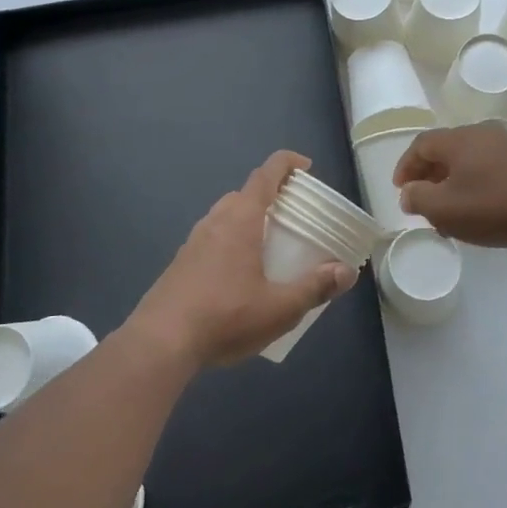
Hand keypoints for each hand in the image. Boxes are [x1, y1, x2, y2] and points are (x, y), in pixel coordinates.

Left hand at [129, 151, 357, 368]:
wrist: (160, 343)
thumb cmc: (225, 317)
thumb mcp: (280, 308)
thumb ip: (315, 287)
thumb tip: (346, 271)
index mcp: (240, 219)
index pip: (265, 174)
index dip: (287, 163)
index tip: (306, 168)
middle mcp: (215, 222)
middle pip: (245, 193)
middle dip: (270, 196)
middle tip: (293, 216)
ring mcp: (193, 242)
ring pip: (226, 217)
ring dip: (249, 220)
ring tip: (270, 246)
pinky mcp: (180, 264)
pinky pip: (213, 239)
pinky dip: (232, 242)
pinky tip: (240, 276)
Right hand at [392, 123, 506, 248]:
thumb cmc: (495, 207)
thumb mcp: (446, 209)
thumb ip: (419, 199)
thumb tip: (409, 192)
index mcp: (458, 139)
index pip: (421, 144)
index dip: (406, 166)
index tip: (400, 189)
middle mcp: (482, 133)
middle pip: (446, 149)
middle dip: (429, 174)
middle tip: (422, 199)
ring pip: (469, 159)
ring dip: (453, 180)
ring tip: (449, 209)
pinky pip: (490, 166)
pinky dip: (475, 182)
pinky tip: (480, 207)